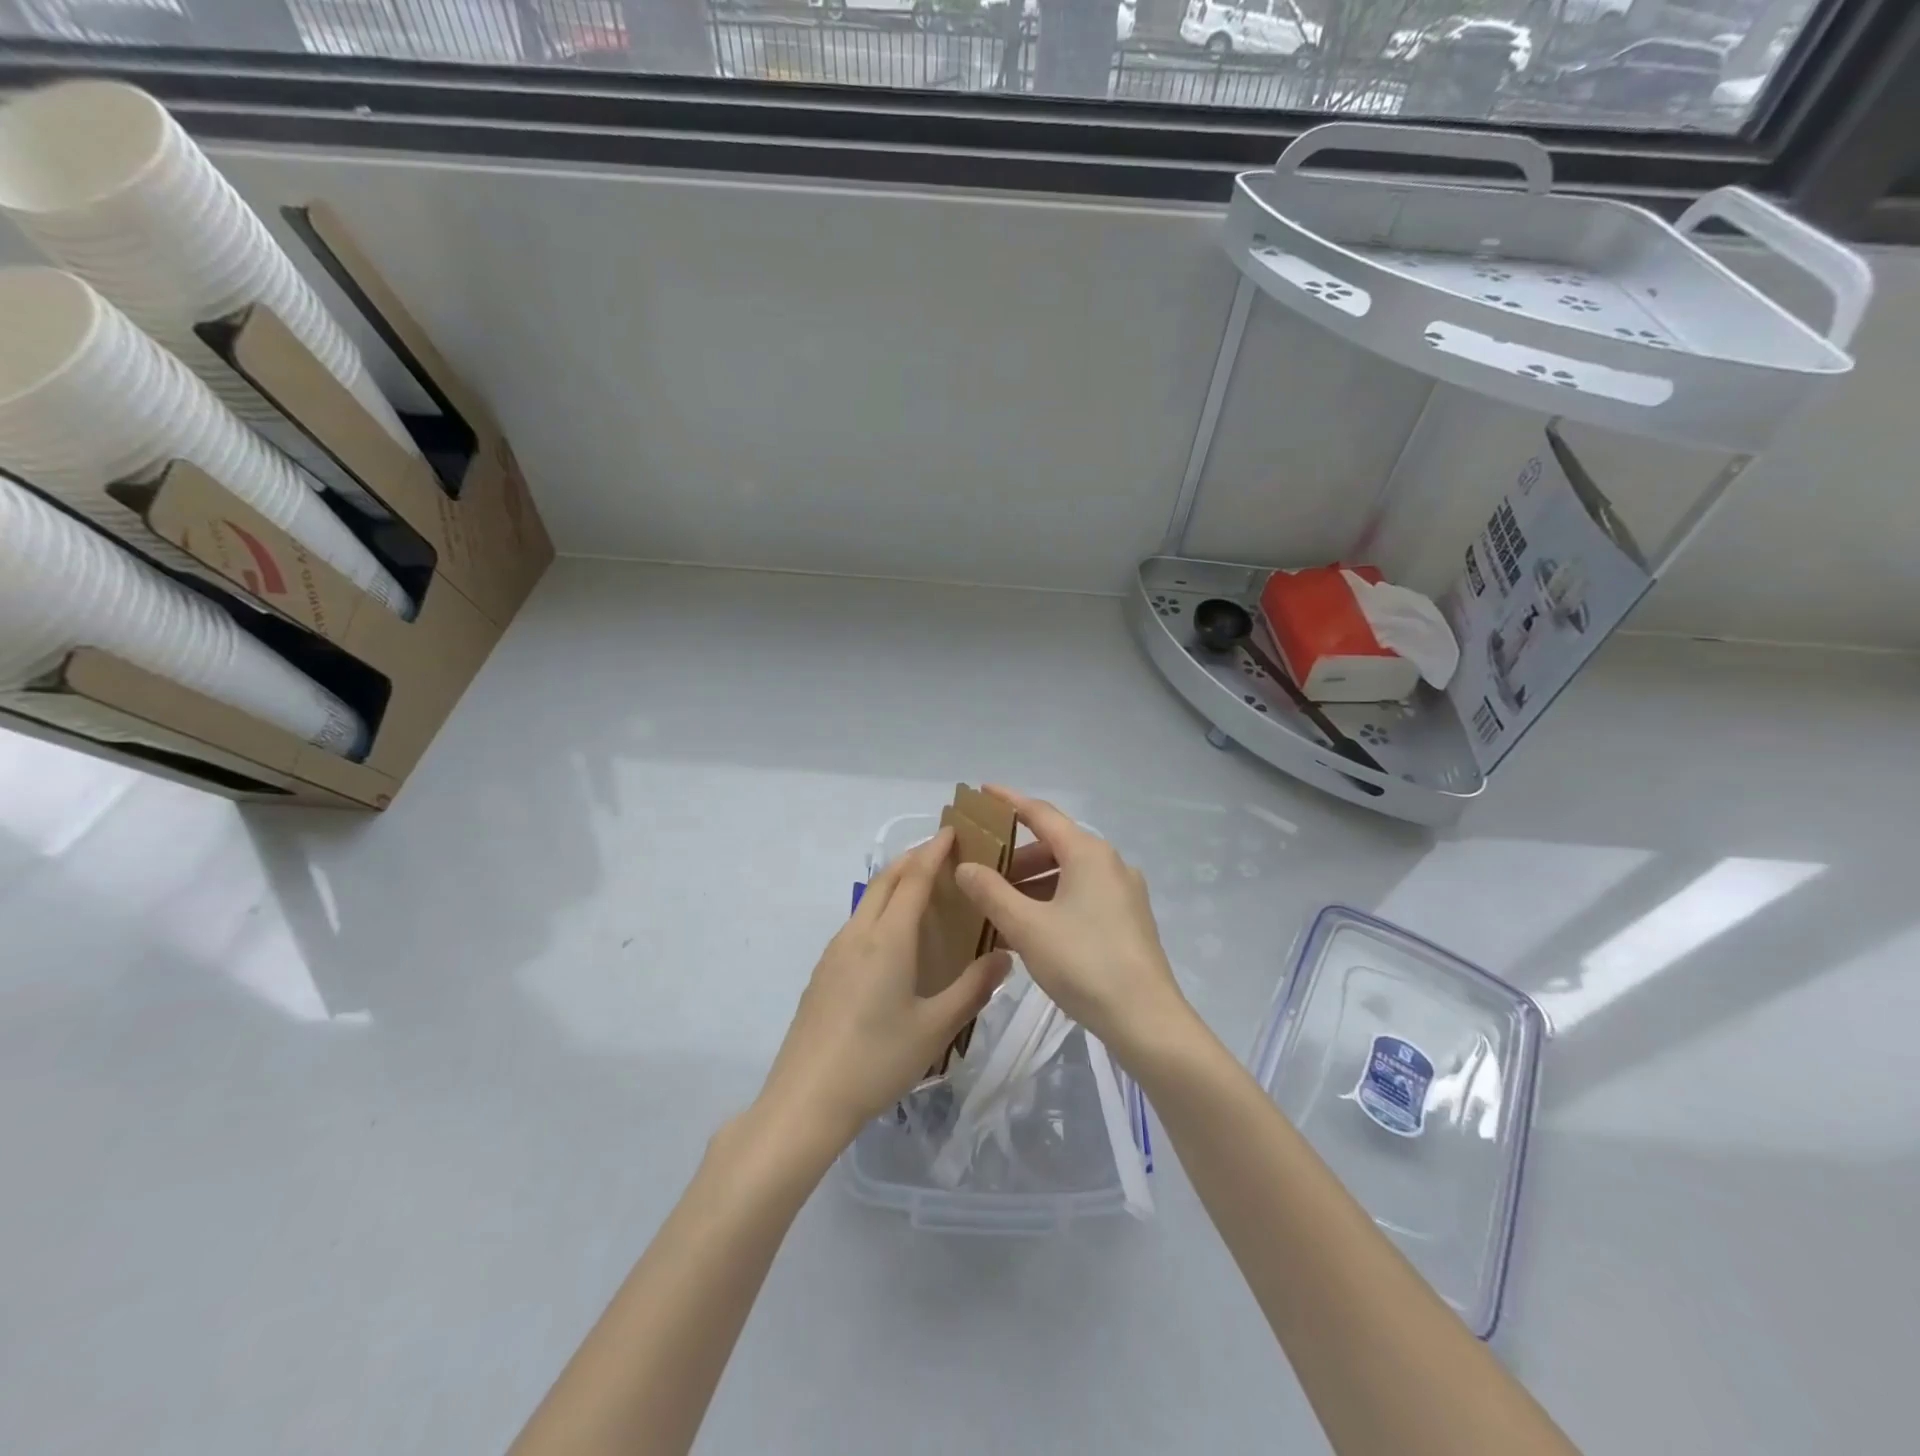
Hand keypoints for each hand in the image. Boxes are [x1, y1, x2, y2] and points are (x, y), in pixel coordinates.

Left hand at [758, 827, 1011, 1152]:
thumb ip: (973, 989)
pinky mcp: (823, 972)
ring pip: (868, 900)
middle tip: (943, 852)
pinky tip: (893, 938)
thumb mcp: (936, 1028)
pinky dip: (880, 909)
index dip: (934, 851)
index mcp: (888, 939)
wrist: (806, 1099)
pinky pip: (857, 923)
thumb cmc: (878, 1060)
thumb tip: (1005, 956)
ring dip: (895, 883)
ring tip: (923, 889)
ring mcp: (834, 952)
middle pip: (886, 880)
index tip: (953, 831)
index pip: (913, 878)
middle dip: (913, 858)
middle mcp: (858, 934)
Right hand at [954, 786, 1190, 1061]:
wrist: (1146, 1020)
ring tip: (998, 904)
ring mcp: (1123, 892)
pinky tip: (1029, 928)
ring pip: (1068, 874)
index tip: (982, 792)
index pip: (1041, 814)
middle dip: (1015, 855)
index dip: (1009, 801)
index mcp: (1088, 853)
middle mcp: (1110, 863)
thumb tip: (965, 866)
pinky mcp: (1128, 920)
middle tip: (980, 868)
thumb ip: (991, 892)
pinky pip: (1081, 896)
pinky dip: (1051, 901)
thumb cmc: (1083, 963)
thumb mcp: (1027, 927)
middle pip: (1055, 845)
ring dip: (1032, 883)